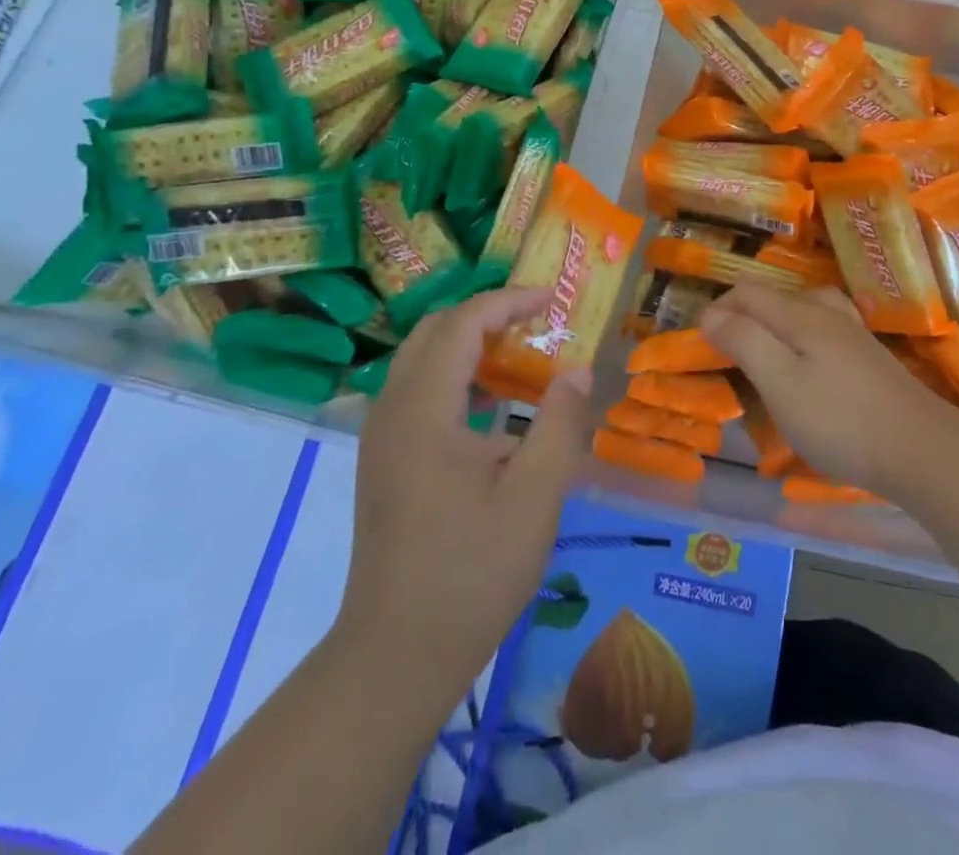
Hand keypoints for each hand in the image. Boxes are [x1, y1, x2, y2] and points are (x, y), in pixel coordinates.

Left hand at [337, 287, 591, 696]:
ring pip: (422, 359)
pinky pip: (419, 390)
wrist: (395, 657)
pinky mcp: (384, 460)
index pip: (462, 323)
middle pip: (434, 331)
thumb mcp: (535, 498)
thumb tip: (577, 369)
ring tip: (522, 355)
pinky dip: (457, 375)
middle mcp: (392, 411)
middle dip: (487, 315)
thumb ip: (560, 424)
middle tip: (537, 323)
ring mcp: (381, 437)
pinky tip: (493, 405)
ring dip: (470, 343)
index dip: (508, 301)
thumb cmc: (471, 572)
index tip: (553, 301)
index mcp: (423, 410)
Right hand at [698, 285, 957, 495]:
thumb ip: (744, 341)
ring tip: (762, 349)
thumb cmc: (839, 419)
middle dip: (743, 314)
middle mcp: (827, 313)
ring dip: (773, 322)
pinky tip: (808, 362)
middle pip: (775, 297)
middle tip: (724, 351)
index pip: (748, 293)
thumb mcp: (780, 382)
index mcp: (800, 315)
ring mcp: (853, 334)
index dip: (718, 308)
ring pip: (803, 309)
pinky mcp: (869, 358)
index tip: (698, 341)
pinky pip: (824, 329)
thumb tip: (710, 313)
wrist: (919, 448)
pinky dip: (802, 336)